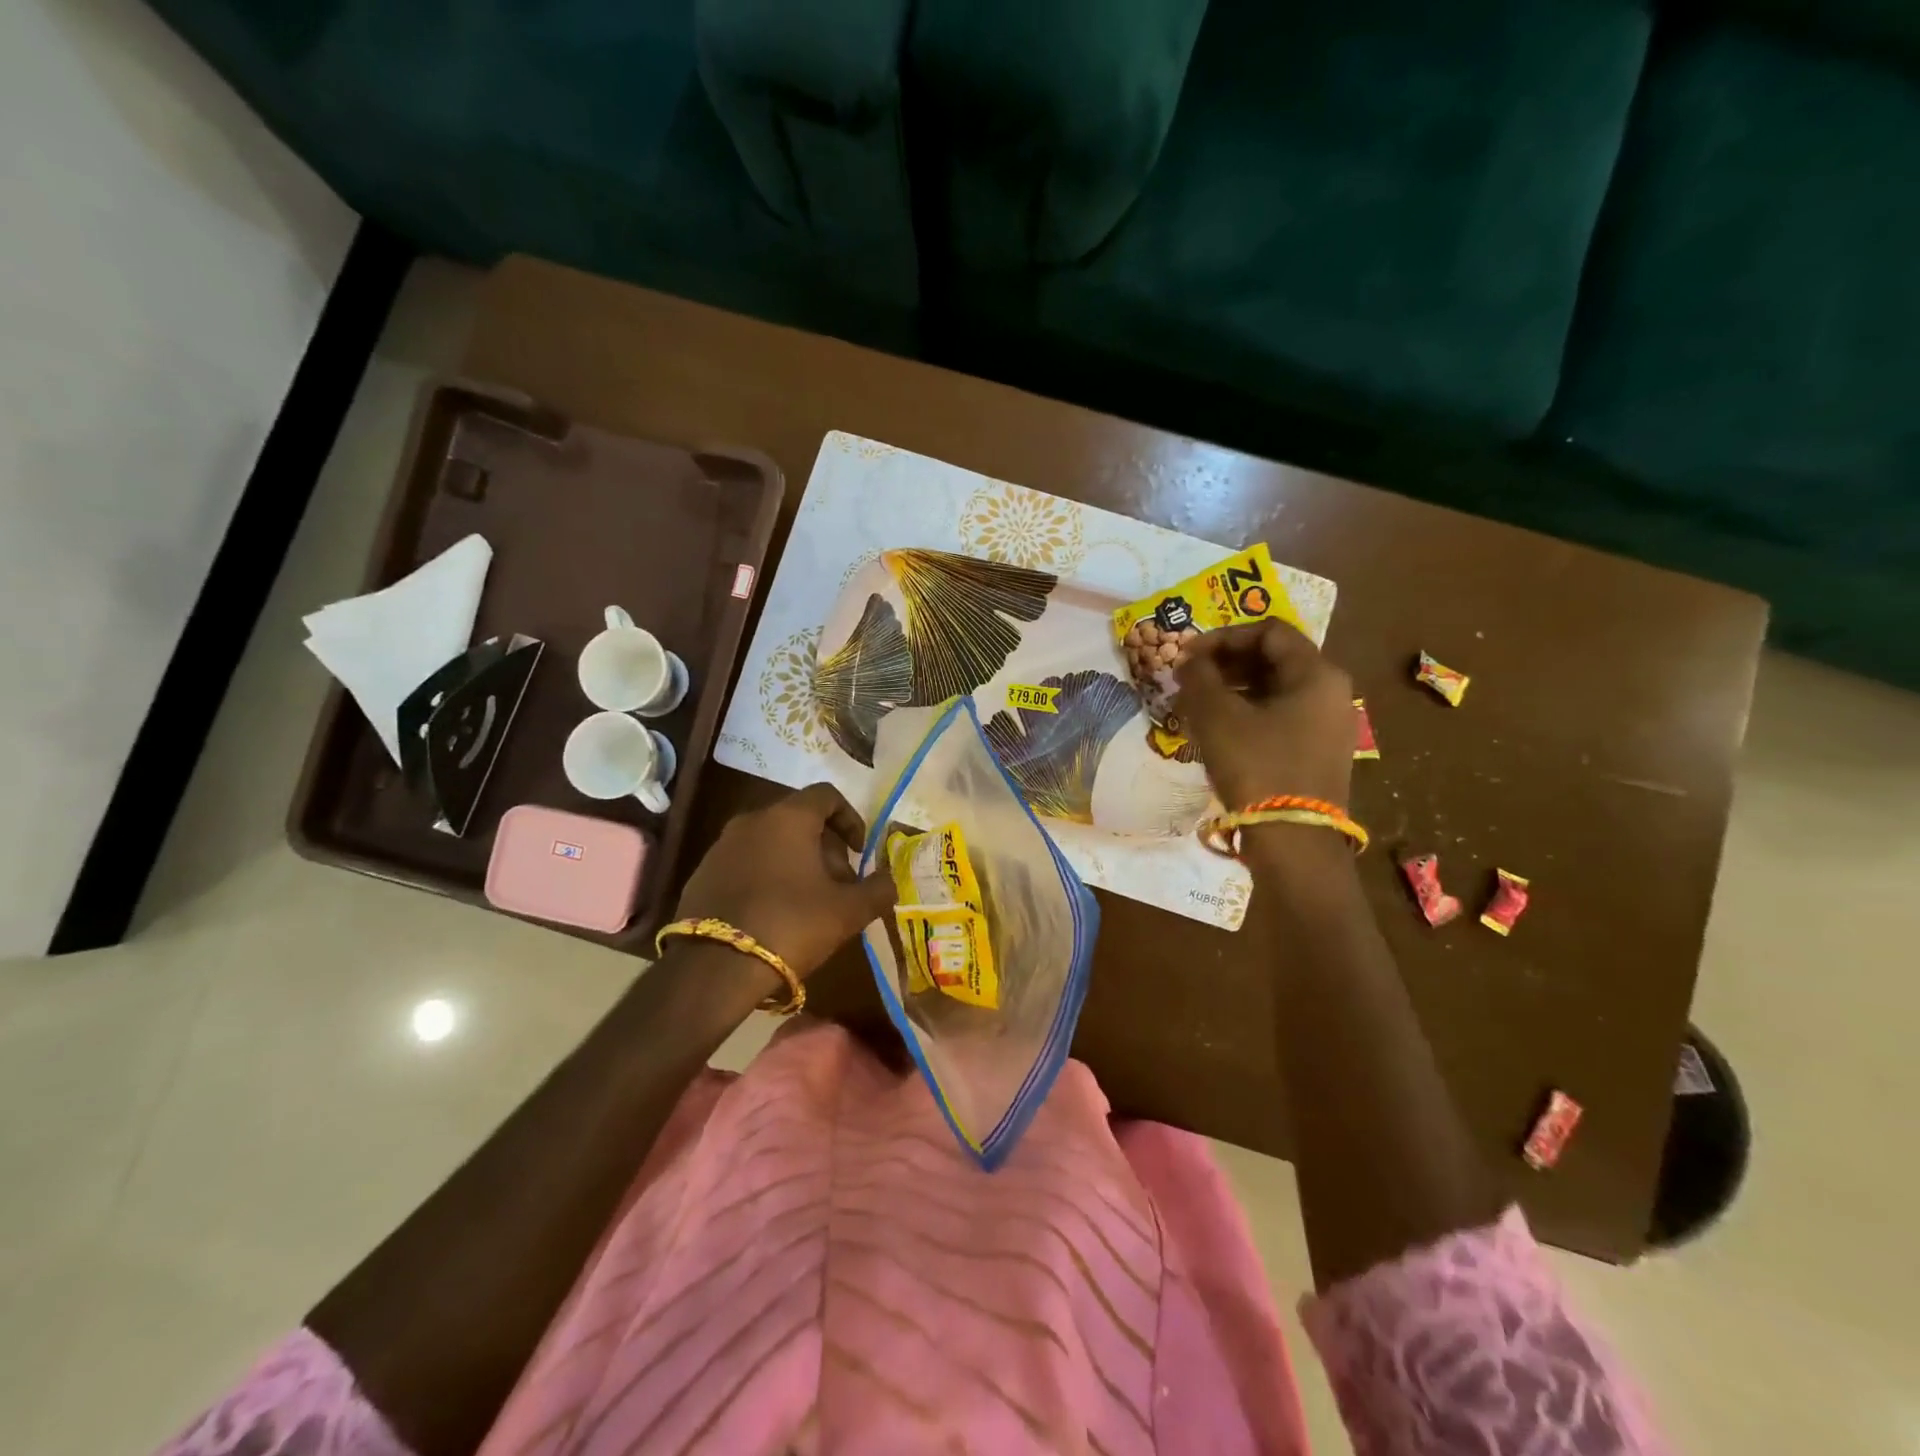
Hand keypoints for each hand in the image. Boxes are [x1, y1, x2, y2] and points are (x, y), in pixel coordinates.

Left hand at [674, 784, 895, 976]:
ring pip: (771, 841)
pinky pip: (746, 862)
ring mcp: (722, 845)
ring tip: (809, 902)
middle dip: (826, 847)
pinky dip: (767, 875)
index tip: (860, 852)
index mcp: (788, 817)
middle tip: (839, 884)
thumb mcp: (848, 912)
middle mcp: (752, 820)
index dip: (851, 819)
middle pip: (799, 819)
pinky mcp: (702, 873)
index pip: (827, 796)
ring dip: (796, 862)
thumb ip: (877, 890)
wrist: (713, 967)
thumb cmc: (791, 925)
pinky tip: (774, 913)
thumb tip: (890, 880)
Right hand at [1174, 620, 1354, 810]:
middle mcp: (1331, 691)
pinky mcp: (1319, 751)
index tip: (1189, 655)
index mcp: (1316, 673)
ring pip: (1276, 689)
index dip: (1224, 636)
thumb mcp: (1218, 717)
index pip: (1269, 631)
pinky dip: (1249, 712)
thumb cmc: (1257, 767)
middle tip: (1190, 678)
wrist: (1293, 840)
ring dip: (1234, 688)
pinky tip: (1219, 729)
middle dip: (1227, 663)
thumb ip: (1198, 678)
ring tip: (1197, 704)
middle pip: (1274, 658)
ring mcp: (1329, 724)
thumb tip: (1188, 660)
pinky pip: (1281, 715)